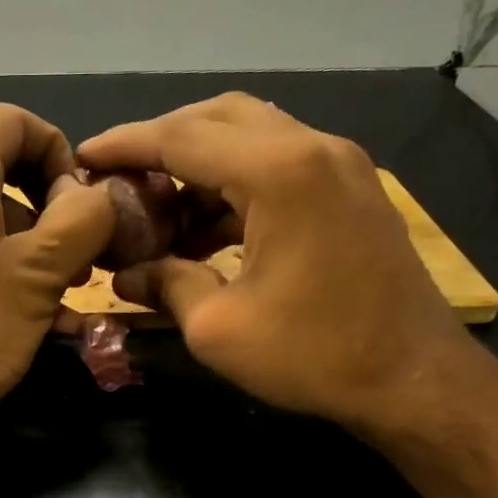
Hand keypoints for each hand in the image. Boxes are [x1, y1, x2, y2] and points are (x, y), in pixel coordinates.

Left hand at [0, 104, 114, 441]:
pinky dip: (3, 255)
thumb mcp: (42, 272)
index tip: (80, 201)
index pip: (10, 119)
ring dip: (30, 230)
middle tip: (74, 238)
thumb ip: (82, 219)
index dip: (57, 148)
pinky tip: (33, 305)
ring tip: (64, 281)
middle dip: (44, 191)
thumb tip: (94, 197)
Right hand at [81, 93, 471, 433]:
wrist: (413, 379)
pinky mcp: (350, 190)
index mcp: (279, 171)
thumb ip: (165, 285)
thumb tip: (125, 274)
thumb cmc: (313, 354)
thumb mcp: (217, 328)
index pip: (182, 136)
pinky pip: (279, 167)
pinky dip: (234, 188)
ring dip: (199, 167)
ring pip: (251, 138)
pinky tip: (203, 233)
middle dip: (162, 143)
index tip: (84, 155)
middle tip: (121, 179)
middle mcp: (312, 148)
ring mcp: (339, 165)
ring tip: (156, 214)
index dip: (126, 144)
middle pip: (219, 118)